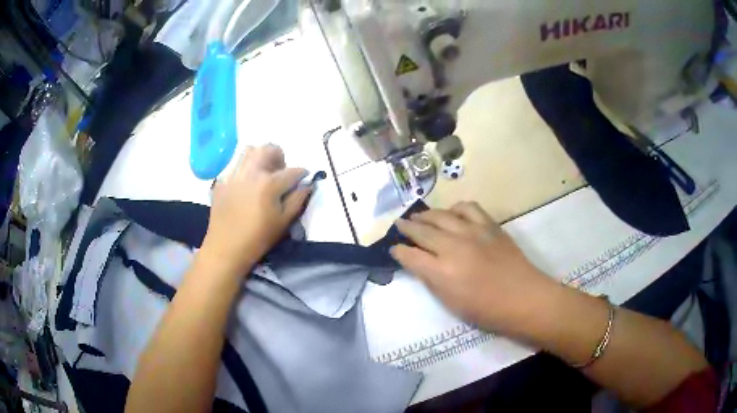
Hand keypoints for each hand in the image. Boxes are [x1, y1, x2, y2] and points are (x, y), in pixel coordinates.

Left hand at [200, 145, 310, 276]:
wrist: (225, 248)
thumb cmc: (258, 238)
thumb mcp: (284, 221)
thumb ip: (298, 199)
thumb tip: (307, 184)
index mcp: (269, 183)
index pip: (292, 170)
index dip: (302, 173)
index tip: (303, 179)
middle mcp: (251, 172)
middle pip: (269, 149)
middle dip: (279, 156)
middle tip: (280, 172)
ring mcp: (234, 174)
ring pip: (249, 150)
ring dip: (260, 156)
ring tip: (262, 173)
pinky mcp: (222, 180)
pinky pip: (235, 164)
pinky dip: (245, 167)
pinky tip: (245, 184)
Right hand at [391, 201, 556, 333]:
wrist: (523, 297)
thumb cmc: (486, 309)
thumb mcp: (451, 303)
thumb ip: (432, 280)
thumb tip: (419, 263)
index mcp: (442, 272)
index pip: (410, 256)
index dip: (398, 251)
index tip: (393, 249)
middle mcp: (453, 247)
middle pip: (422, 230)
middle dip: (406, 227)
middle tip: (399, 225)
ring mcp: (472, 232)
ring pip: (441, 215)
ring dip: (426, 215)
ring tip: (420, 217)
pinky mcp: (489, 225)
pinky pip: (467, 207)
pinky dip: (455, 208)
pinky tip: (452, 214)